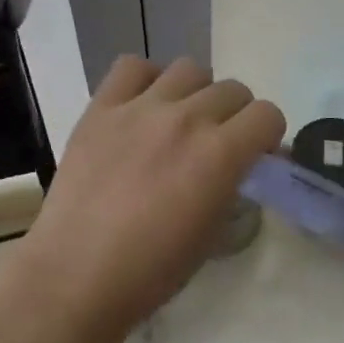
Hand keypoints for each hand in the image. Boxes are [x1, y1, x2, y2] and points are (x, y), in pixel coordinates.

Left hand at [10, 56, 284, 342]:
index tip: (254, 155)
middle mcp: (186, 119)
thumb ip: (233, 186)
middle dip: (235, 116)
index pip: (267, 115)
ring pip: (189, 69)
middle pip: (233, 90)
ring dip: (196, 93)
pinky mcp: (101, 108)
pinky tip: (142, 107)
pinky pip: (132, 67)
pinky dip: (146, 80)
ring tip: (180, 120)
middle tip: (217, 144)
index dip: (267, 136)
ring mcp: (140, 108)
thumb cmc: (151, 271)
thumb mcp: (212, 233)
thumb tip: (242, 166)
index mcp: (220, 154)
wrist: (76, 275)